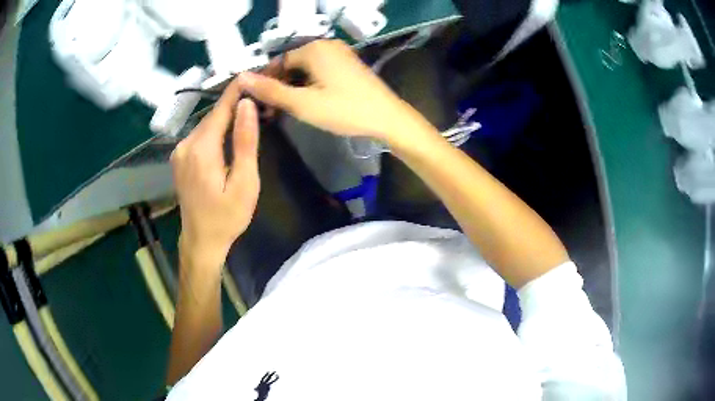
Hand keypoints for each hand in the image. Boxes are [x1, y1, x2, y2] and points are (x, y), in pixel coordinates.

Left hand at [171, 79, 259, 269]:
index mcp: (201, 149)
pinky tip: (230, 132)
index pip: (221, 108)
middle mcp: (185, 144)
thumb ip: (245, 142)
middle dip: (236, 104)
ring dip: (227, 117)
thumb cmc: (227, 217)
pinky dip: (216, 129)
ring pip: (207, 124)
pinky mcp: (180, 158)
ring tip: (250, 112)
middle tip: (261, 96)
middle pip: (213, 115)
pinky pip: (200, 136)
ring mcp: (179, 151)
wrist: (201, 241)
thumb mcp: (244, 183)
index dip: (238, 89)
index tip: (255, 72)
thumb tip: (247, 105)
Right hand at [238, 40, 433, 146]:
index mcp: (313, 48)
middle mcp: (326, 45)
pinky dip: (309, 85)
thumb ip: (271, 90)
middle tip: (273, 112)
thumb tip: (241, 77)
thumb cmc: (344, 110)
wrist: (387, 118)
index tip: (260, 105)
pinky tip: (307, 101)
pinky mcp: (347, 64)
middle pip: (291, 64)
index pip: (278, 62)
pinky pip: (319, 71)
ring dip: (293, 87)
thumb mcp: (302, 103)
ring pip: (305, 69)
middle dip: (279, 86)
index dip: (266, 83)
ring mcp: (339, 54)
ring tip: (287, 110)